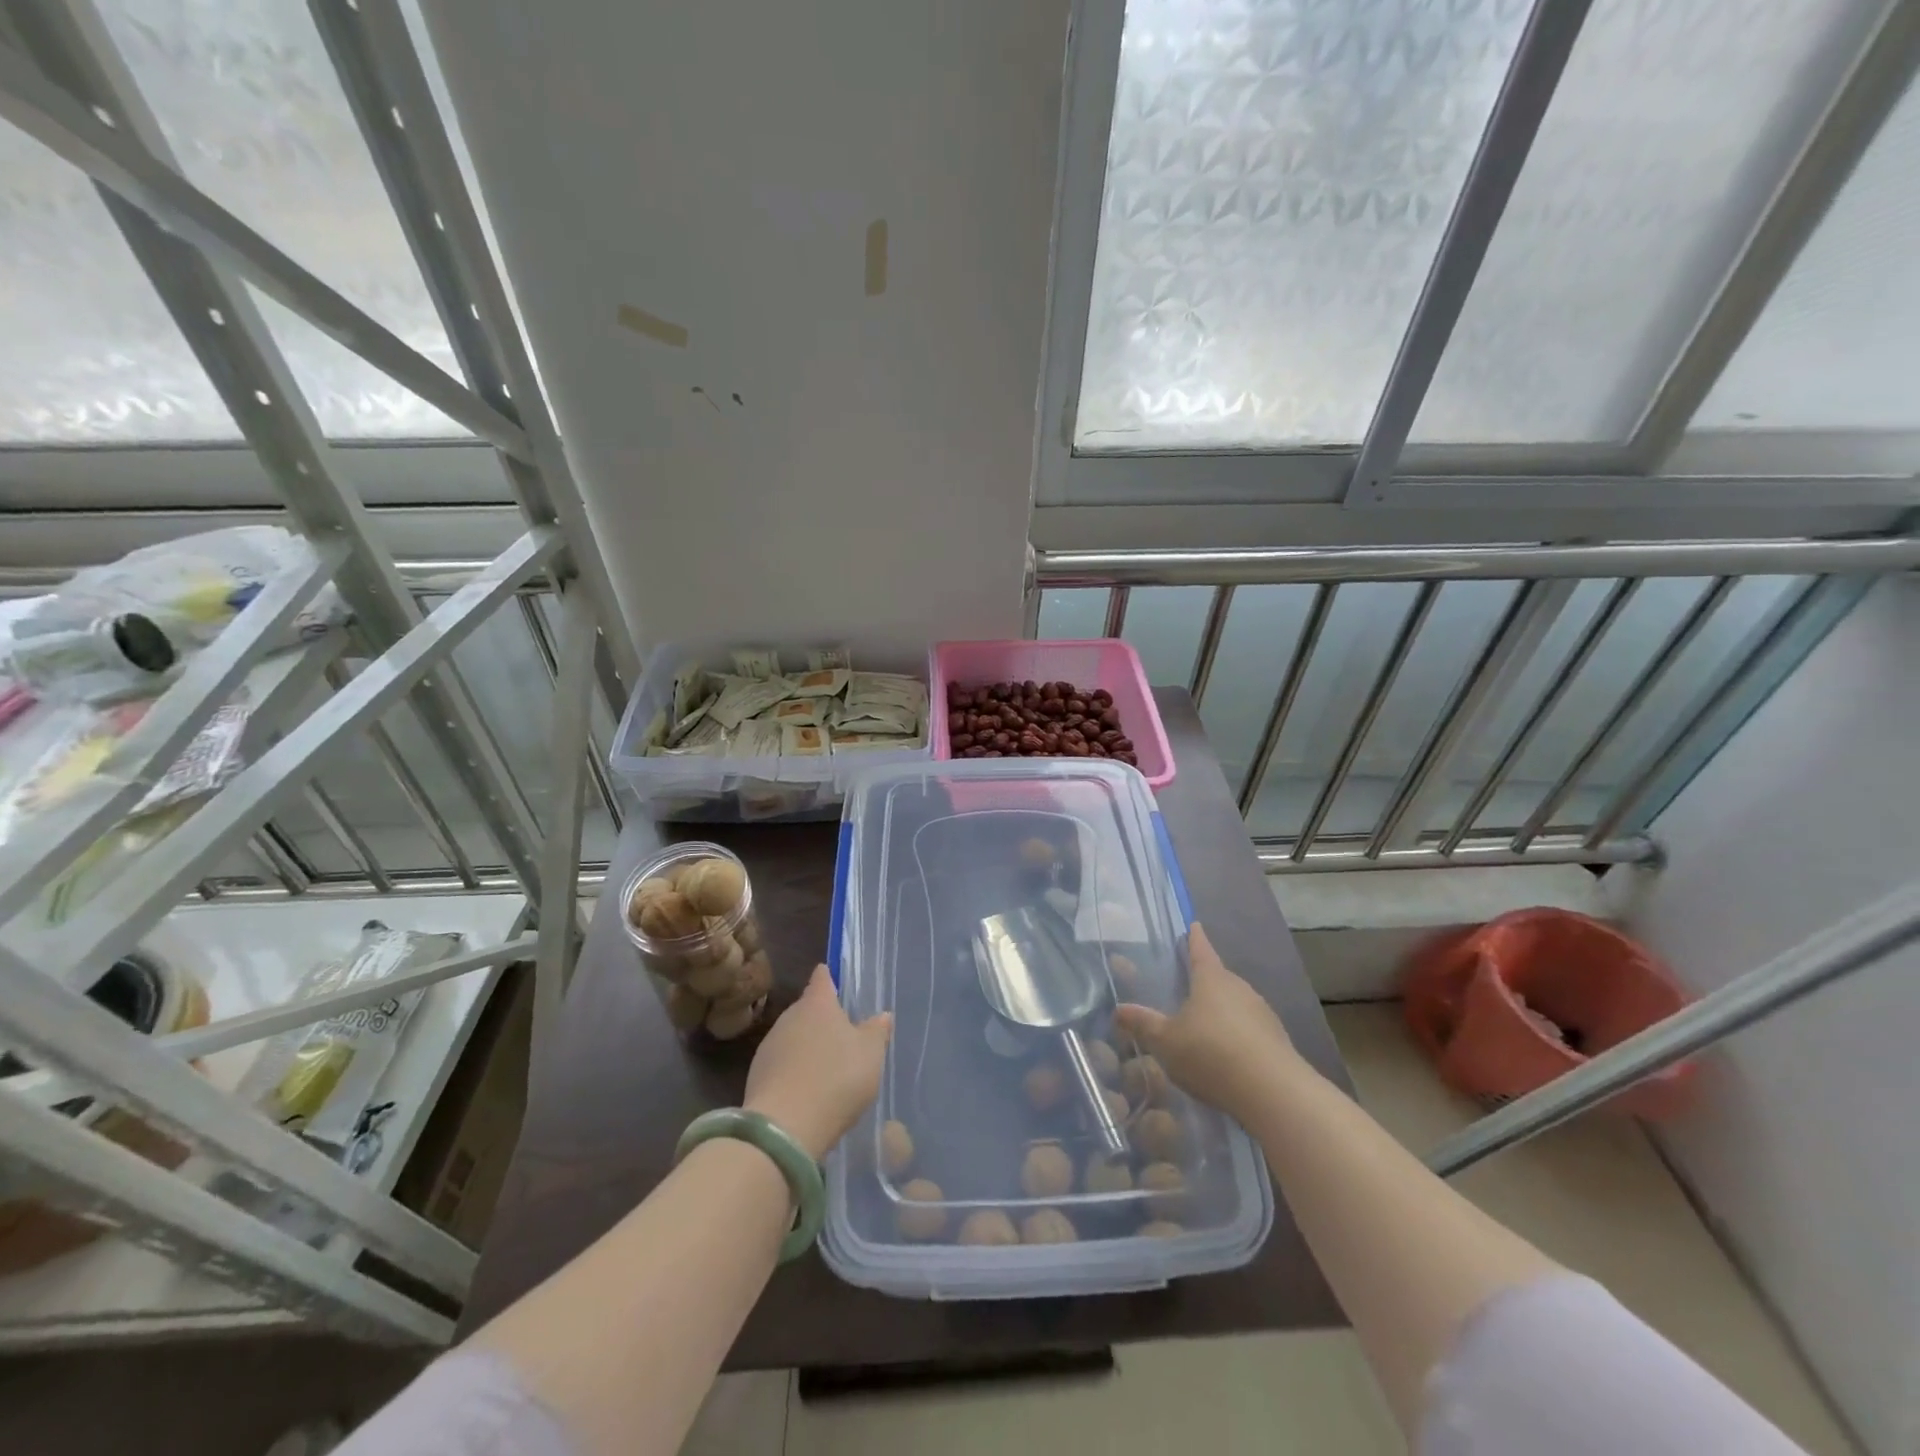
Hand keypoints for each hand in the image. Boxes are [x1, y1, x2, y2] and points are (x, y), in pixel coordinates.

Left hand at [744, 965, 892, 1158]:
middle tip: (841, 1034)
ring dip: (807, 1046)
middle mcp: (789, 1017)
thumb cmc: (836, 1078)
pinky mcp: (757, 1076)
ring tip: (826, 1067)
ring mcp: (769, 1046)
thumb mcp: (870, 1054)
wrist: (784, 1128)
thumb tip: (882, 1015)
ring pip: (793, 1037)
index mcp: (817, 1004)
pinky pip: (782, 1065)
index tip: (834, 979)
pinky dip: (794, 1071)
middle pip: (807, 1010)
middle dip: (821, 1019)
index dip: (829, 978)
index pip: (822, 979)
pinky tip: (807, 1090)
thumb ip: (877, 1031)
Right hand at [1112, 923, 1298, 1121]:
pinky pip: (1250, 1030)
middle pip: (1219, 978)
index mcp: (1211, 979)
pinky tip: (1226, 1054)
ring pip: (1236, 1004)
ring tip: (1204, 1025)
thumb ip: (1143, 1024)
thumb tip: (1119, 1009)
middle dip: (1205, 980)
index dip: (1194, 939)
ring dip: (1222, 1011)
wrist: (1273, 1093)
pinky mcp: (1277, 1041)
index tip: (1194, 926)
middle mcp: (1239, 989)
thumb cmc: (1211, 1054)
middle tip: (1187, 985)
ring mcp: (1262, 1014)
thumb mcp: (1166, 1041)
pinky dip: (1236, 1035)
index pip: (1201, 950)